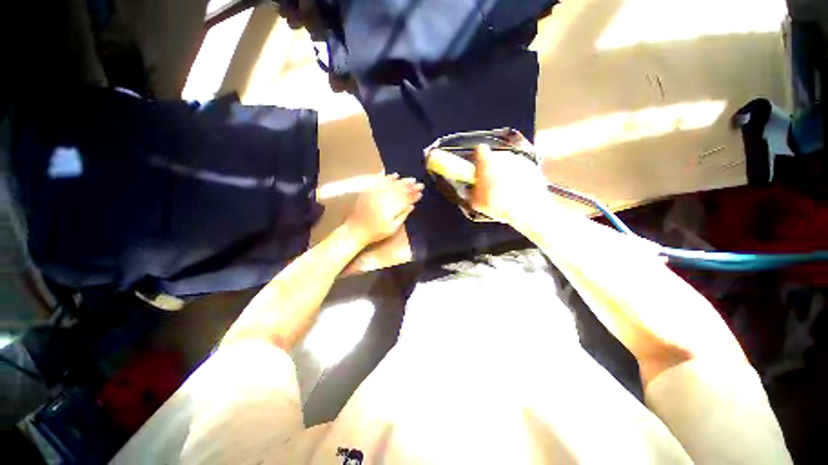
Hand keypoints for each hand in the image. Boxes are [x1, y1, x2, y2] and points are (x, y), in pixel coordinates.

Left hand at [345, 173, 423, 245]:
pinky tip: (394, 175)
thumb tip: (412, 206)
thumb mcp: (392, 229)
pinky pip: (379, 182)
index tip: (421, 192)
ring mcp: (374, 194)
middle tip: (419, 184)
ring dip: (402, 181)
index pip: (404, 200)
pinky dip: (387, 178)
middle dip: (410, 187)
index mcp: (389, 210)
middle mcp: (382, 200)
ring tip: (411, 179)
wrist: (355, 230)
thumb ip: (402, 216)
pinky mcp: (368, 191)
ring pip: (391, 185)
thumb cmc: (376, 233)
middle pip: (399, 191)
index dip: (413, 196)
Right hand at [469, 144, 547, 224]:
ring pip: (509, 163)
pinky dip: (519, 177)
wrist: (527, 210)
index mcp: (487, 163)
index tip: (478, 168)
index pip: (479, 150)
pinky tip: (517, 191)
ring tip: (506, 190)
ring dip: (506, 173)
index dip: (478, 158)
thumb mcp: (476, 202)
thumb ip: (471, 191)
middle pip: (495, 157)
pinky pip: (521, 169)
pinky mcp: (532, 167)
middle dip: (492, 168)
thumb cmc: (498, 205)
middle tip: (492, 184)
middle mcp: (504, 157)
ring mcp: (520, 161)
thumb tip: (471, 188)